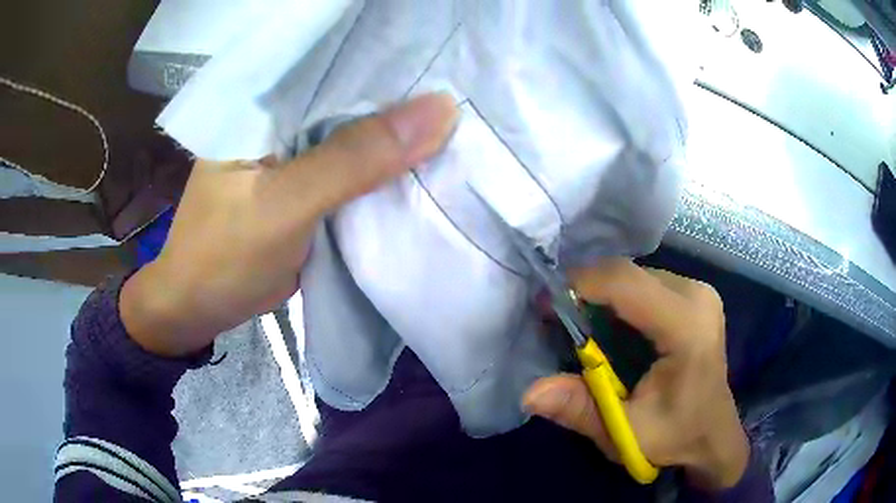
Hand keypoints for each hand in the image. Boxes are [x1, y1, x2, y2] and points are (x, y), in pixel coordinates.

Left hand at [120, 93, 457, 356]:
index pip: (338, 64)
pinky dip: (384, 170)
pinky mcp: (306, 185)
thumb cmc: (224, 256)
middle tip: (467, 96)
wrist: (201, 309)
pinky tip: (423, 163)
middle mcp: (283, 116)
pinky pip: (354, 168)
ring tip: (458, 126)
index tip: (450, 66)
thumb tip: (441, 110)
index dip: (393, 65)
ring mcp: (295, 152)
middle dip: (403, 102)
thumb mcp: (286, 205)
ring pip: (357, 134)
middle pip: (352, 98)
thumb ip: (355, 159)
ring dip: (398, 137)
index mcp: (266, 101)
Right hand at [523, 259, 749, 489]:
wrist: (712, 435)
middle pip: (628, 275)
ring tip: (580, 327)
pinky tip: (611, 328)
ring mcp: (699, 291)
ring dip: (602, 296)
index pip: (626, 283)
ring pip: (635, 275)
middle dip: (587, 291)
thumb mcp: (625, 431)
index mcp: (687, 326)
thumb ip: (580, 409)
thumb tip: (530, 393)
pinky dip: (620, 300)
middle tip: (557, 321)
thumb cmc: (674, 435)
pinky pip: (646, 283)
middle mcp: (696, 295)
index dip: (581, 285)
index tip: (545, 304)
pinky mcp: (694, 295)